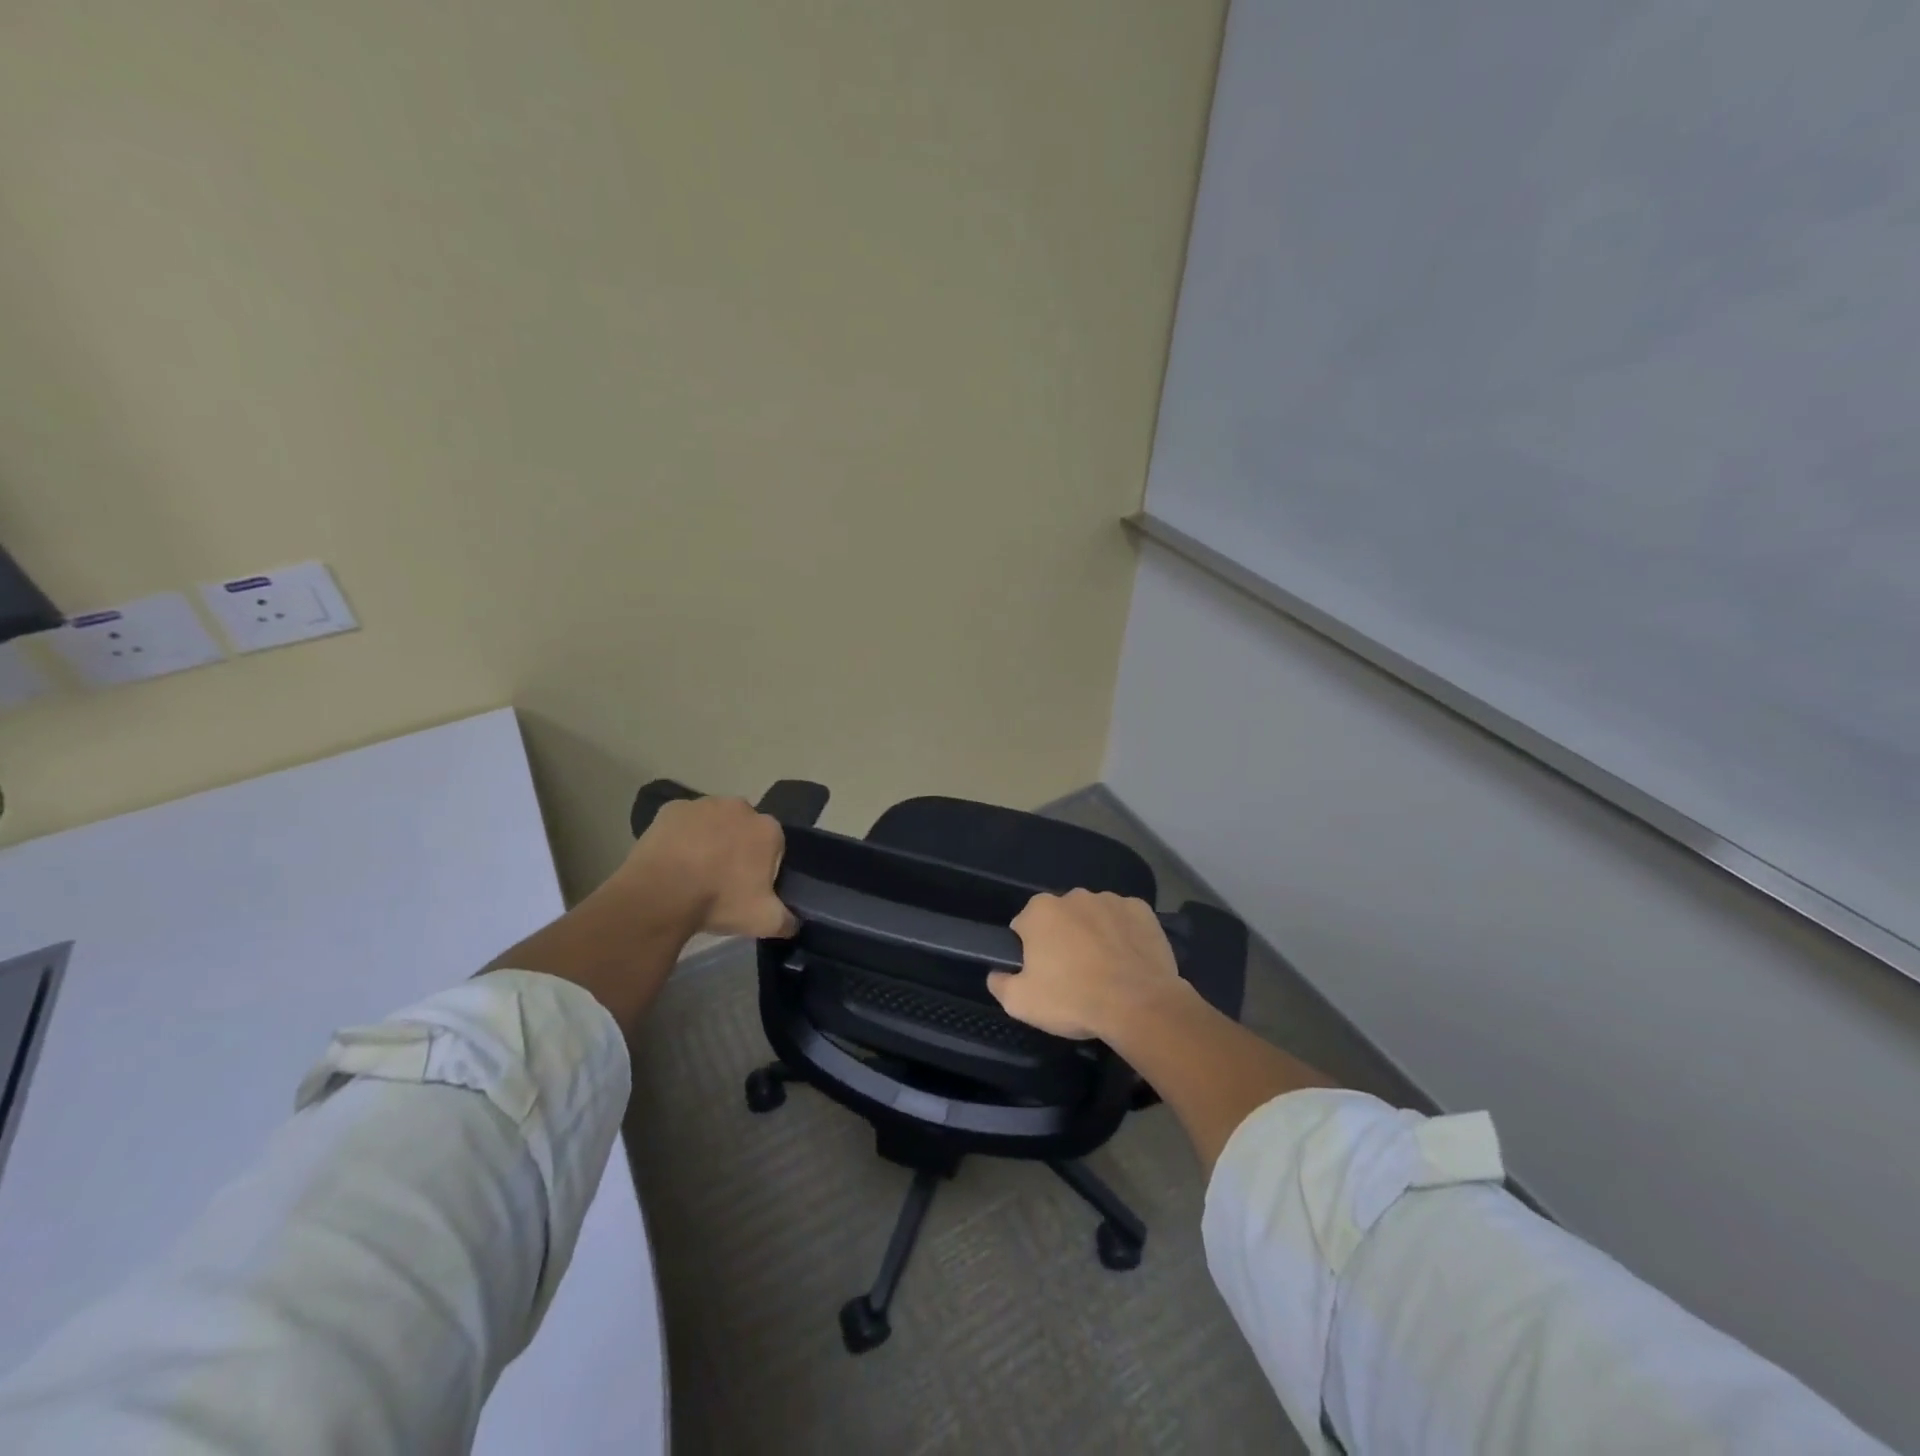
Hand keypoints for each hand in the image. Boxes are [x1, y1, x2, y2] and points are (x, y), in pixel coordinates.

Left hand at [618, 797, 796, 938]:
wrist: (662, 894)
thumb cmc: (719, 901)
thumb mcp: (764, 921)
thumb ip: (787, 921)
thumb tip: (793, 923)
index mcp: (768, 830)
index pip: (774, 846)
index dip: (762, 867)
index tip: (749, 887)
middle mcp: (740, 808)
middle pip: (744, 828)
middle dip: (738, 847)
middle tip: (722, 879)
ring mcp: (704, 804)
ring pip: (713, 821)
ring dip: (710, 838)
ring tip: (694, 871)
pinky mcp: (672, 808)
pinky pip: (683, 822)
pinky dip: (681, 836)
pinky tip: (672, 860)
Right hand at [987, 889, 1185, 1040]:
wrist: (1138, 1006)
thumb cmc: (1073, 1000)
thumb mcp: (1020, 1003)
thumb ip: (1000, 983)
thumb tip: (997, 973)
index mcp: (1040, 910)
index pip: (1024, 927)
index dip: (1029, 952)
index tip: (1041, 975)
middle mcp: (1074, 896)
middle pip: (1060, 919)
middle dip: (1062, 939)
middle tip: (1072, 976)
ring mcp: (1111, 900)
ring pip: (1093, 917)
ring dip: (1093, 935)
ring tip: (1104, 972)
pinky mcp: (1142, 911)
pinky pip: (1125, 920)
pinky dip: (1124, 935)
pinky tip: (1128, 961)